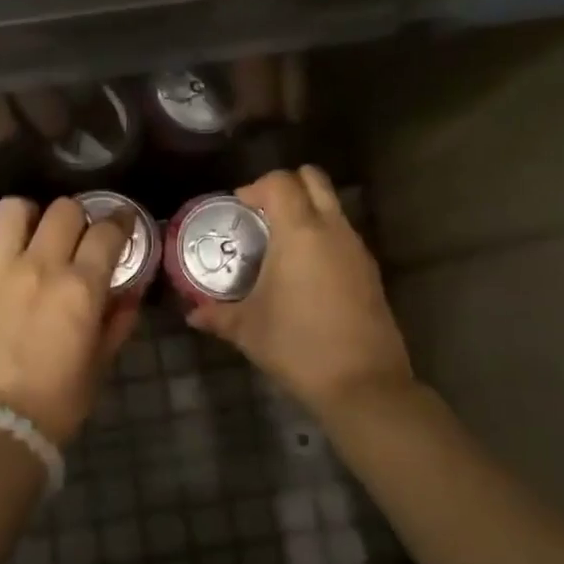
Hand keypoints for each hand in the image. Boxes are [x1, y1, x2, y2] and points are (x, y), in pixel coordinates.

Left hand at [0, 197, 139, 444]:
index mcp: (80, 287)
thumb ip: (118, 322)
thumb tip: (130, 294)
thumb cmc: (57, 402)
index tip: (120, 223)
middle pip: (63, 210)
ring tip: (24, 233)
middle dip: (75, 218)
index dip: (119, 222)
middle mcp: (38, 266)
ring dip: (24, 216)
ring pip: (11, 210)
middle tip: (72, 236)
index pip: (107, 232)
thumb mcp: (99, 363)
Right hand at [186, 166, 412, 417]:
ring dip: (307, 211)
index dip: (256, 187)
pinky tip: (306, 273)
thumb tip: (192, 315)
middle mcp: (332, 229)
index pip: (280, 182)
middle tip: (262, 215)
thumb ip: (217, 315)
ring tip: (281, 245)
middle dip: (287, 186)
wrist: (362, 384)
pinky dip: (323, 236)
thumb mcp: (248, 329)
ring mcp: (356, 248)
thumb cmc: (297, 345)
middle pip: (314, 179)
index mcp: (299, 231)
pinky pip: (343, 234)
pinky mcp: (370, 271)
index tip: (239, 209)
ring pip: (332, 206)